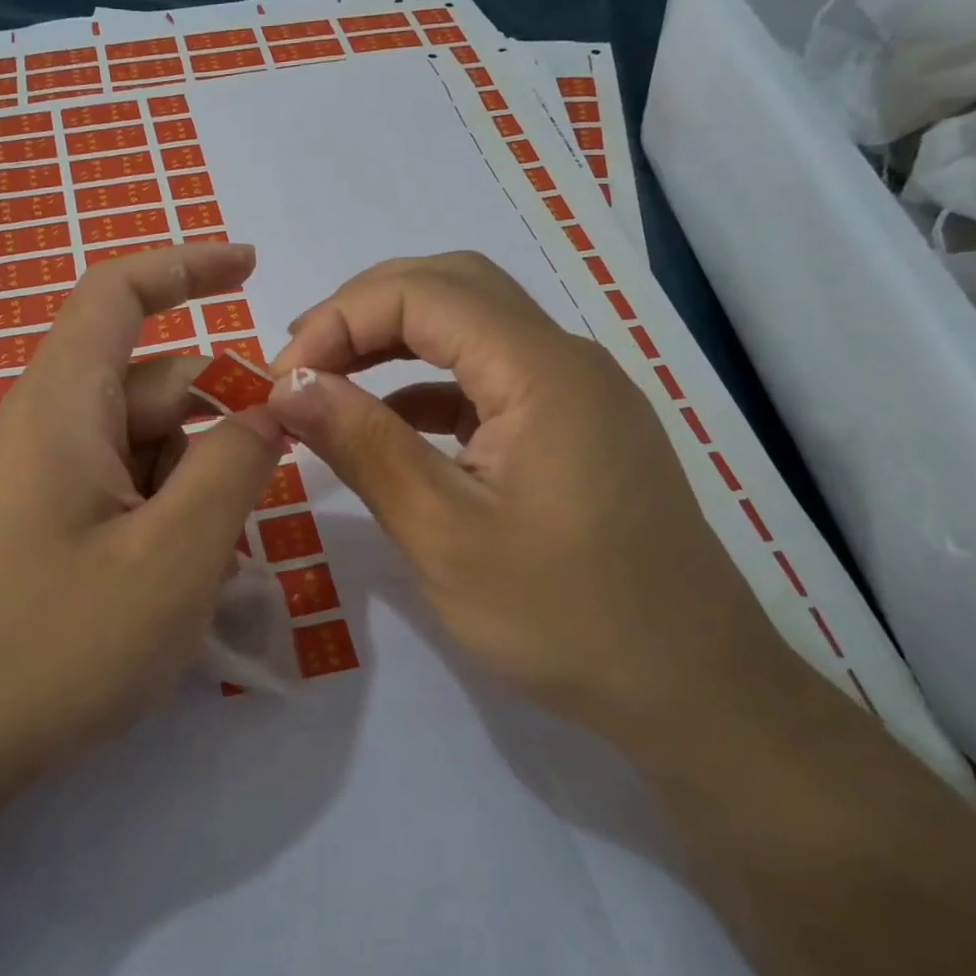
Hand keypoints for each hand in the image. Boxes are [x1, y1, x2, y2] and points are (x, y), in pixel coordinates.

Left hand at [0, 243, 285, 801]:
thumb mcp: (175, 555)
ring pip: (145, 444)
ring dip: (194, 485)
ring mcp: (43, 476)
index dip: (186, 265)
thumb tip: (273, 405)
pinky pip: (122, 487)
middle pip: (153, 384)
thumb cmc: (57, 644)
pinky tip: (179, 583)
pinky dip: (165, 514)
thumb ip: (235, 466)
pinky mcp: (44, 521)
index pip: (118, 293)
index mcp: (63, 404)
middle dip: (218, 424)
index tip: (251, 269)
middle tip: (263, 491)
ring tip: (209, 567)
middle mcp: (48, 425)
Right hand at [268, 252, 776, 745]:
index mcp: (542, 370)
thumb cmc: (564, 618)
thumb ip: (363, 446)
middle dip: (365, 309)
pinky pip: (487, 373)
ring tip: (330, 378)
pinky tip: (388, 422)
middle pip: (452, 285)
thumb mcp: (443, 534)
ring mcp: (574, 390)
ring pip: (471, 323)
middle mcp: (564, 358)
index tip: (284, 378)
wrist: (692, 689)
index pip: (424, 293)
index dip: (341, 318)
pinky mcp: (571, 424)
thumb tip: (289, 385)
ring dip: (394, 337)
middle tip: (303, 360)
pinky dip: (426, 380)